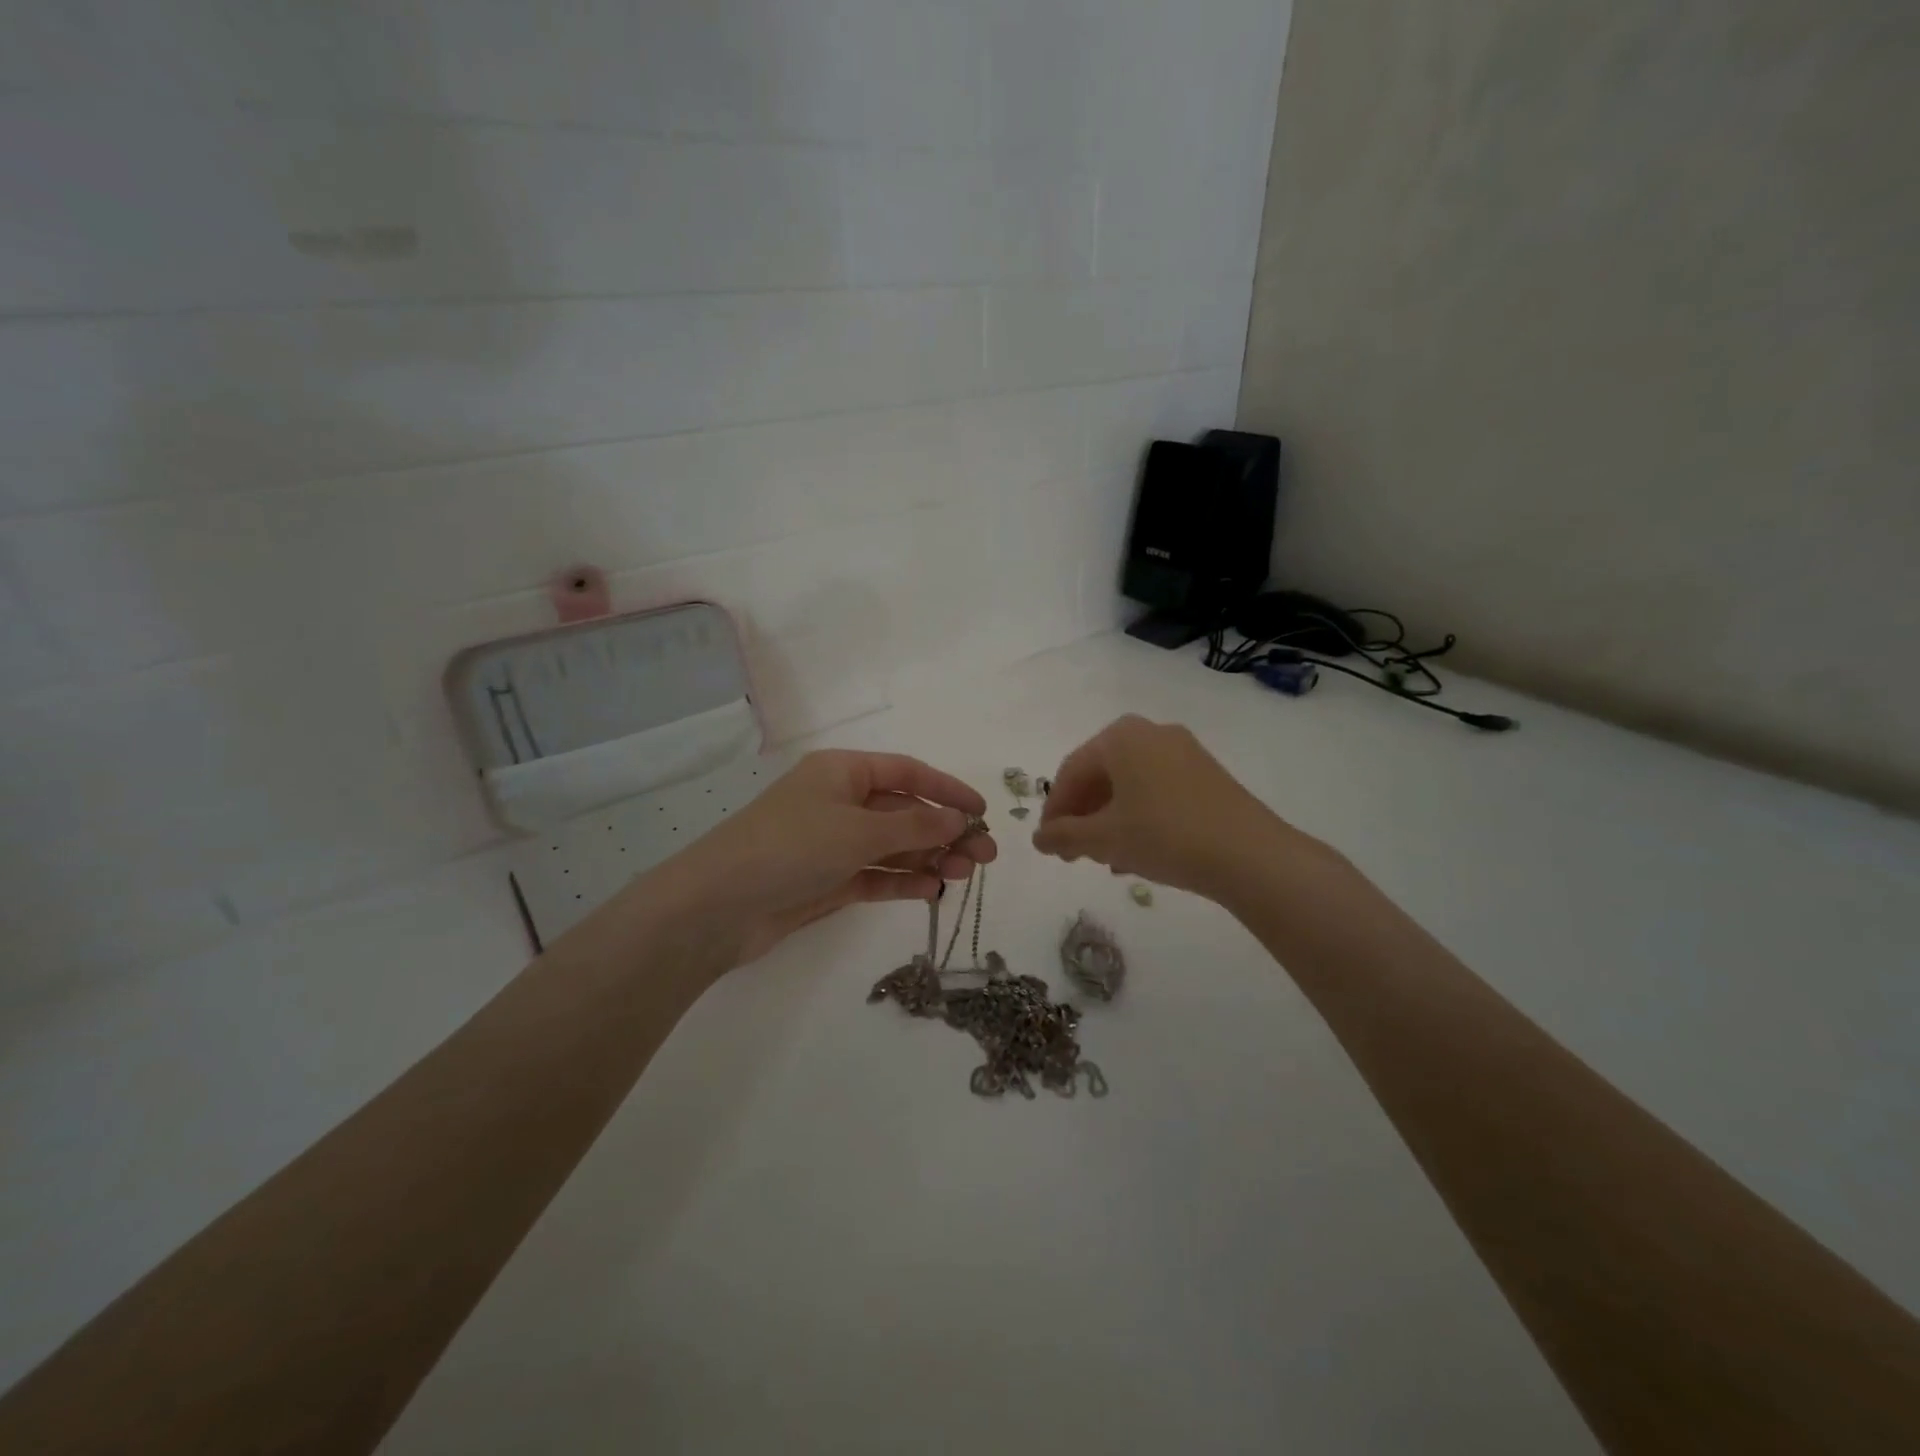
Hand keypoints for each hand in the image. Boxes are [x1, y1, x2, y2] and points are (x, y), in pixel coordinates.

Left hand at [652, 750, 995, 966]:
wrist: (718, 906)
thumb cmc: (790, 847)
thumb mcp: (858, 830)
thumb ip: (914, 825)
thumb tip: (959, 819)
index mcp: (843, 772)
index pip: (907, 772)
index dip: (947, 789)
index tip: (983, 811)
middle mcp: (840, 802)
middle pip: (904, 811)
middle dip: (945, 830)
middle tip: (985, 857)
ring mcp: (833, 843)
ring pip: (893, 845)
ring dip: (929, 857)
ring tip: (964, 875)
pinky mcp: (828, 879)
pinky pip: (876, 875)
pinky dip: (903, 880)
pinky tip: (932, 890)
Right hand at [1032, 715, 1285, 897]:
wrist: (1249, 854)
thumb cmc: (1164, 835)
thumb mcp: (1104, 838)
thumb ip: (1064, 835)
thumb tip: (1039, 839)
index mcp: (1120, 737)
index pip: (1071, 771)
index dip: (1054, 810)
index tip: (1048, 844)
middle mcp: (1151, 732)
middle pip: (1101, 775)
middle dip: (1083, 815)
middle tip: (1073, 852)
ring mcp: (1184, 750)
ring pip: (1130, 784)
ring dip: (1109, 819)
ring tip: (1105, 858)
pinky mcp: (1207, 773)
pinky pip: (1157, 789)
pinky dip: (1139, 815)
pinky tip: (1138, 850)